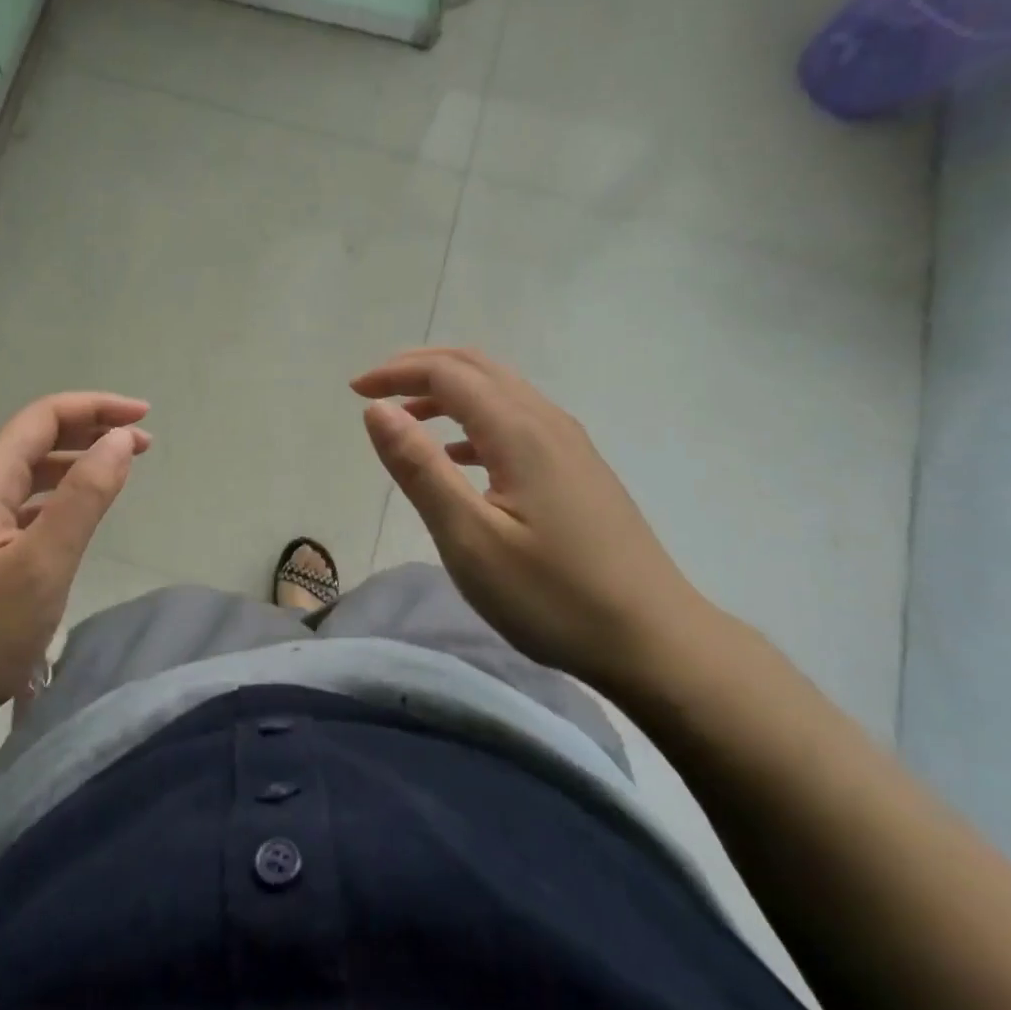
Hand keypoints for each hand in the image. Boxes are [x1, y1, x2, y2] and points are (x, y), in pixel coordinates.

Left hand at [0, 392, 151, 774]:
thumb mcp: (44, 564)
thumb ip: (85, 495)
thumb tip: (119, 439)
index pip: (44, 417)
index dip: (97, 408)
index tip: (144, 417)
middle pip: (33, 441)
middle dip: (89, 434)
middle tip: (142, 445)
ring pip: (23, 475)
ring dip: (71, 466)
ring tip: (116, 473)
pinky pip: (14, 507)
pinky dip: (51, 499)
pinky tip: (70, 519)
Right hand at [352, 348, 715, 693]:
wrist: (656, 641)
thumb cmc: (553, 596)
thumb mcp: (470, 539)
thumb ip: (420, 468)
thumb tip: (377, 409)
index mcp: (519, 430)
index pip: (448, 374)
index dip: (396, 373)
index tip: (354, 391)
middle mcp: (546, 422)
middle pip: (476, 368)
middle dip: (420, 368)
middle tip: (375, 389)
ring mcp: (569, 445)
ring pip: (499, 392)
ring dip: (447, 393)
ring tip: (406, 420)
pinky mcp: (579, 470)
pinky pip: (516, 421)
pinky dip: (474, 422)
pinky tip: (459, 459)